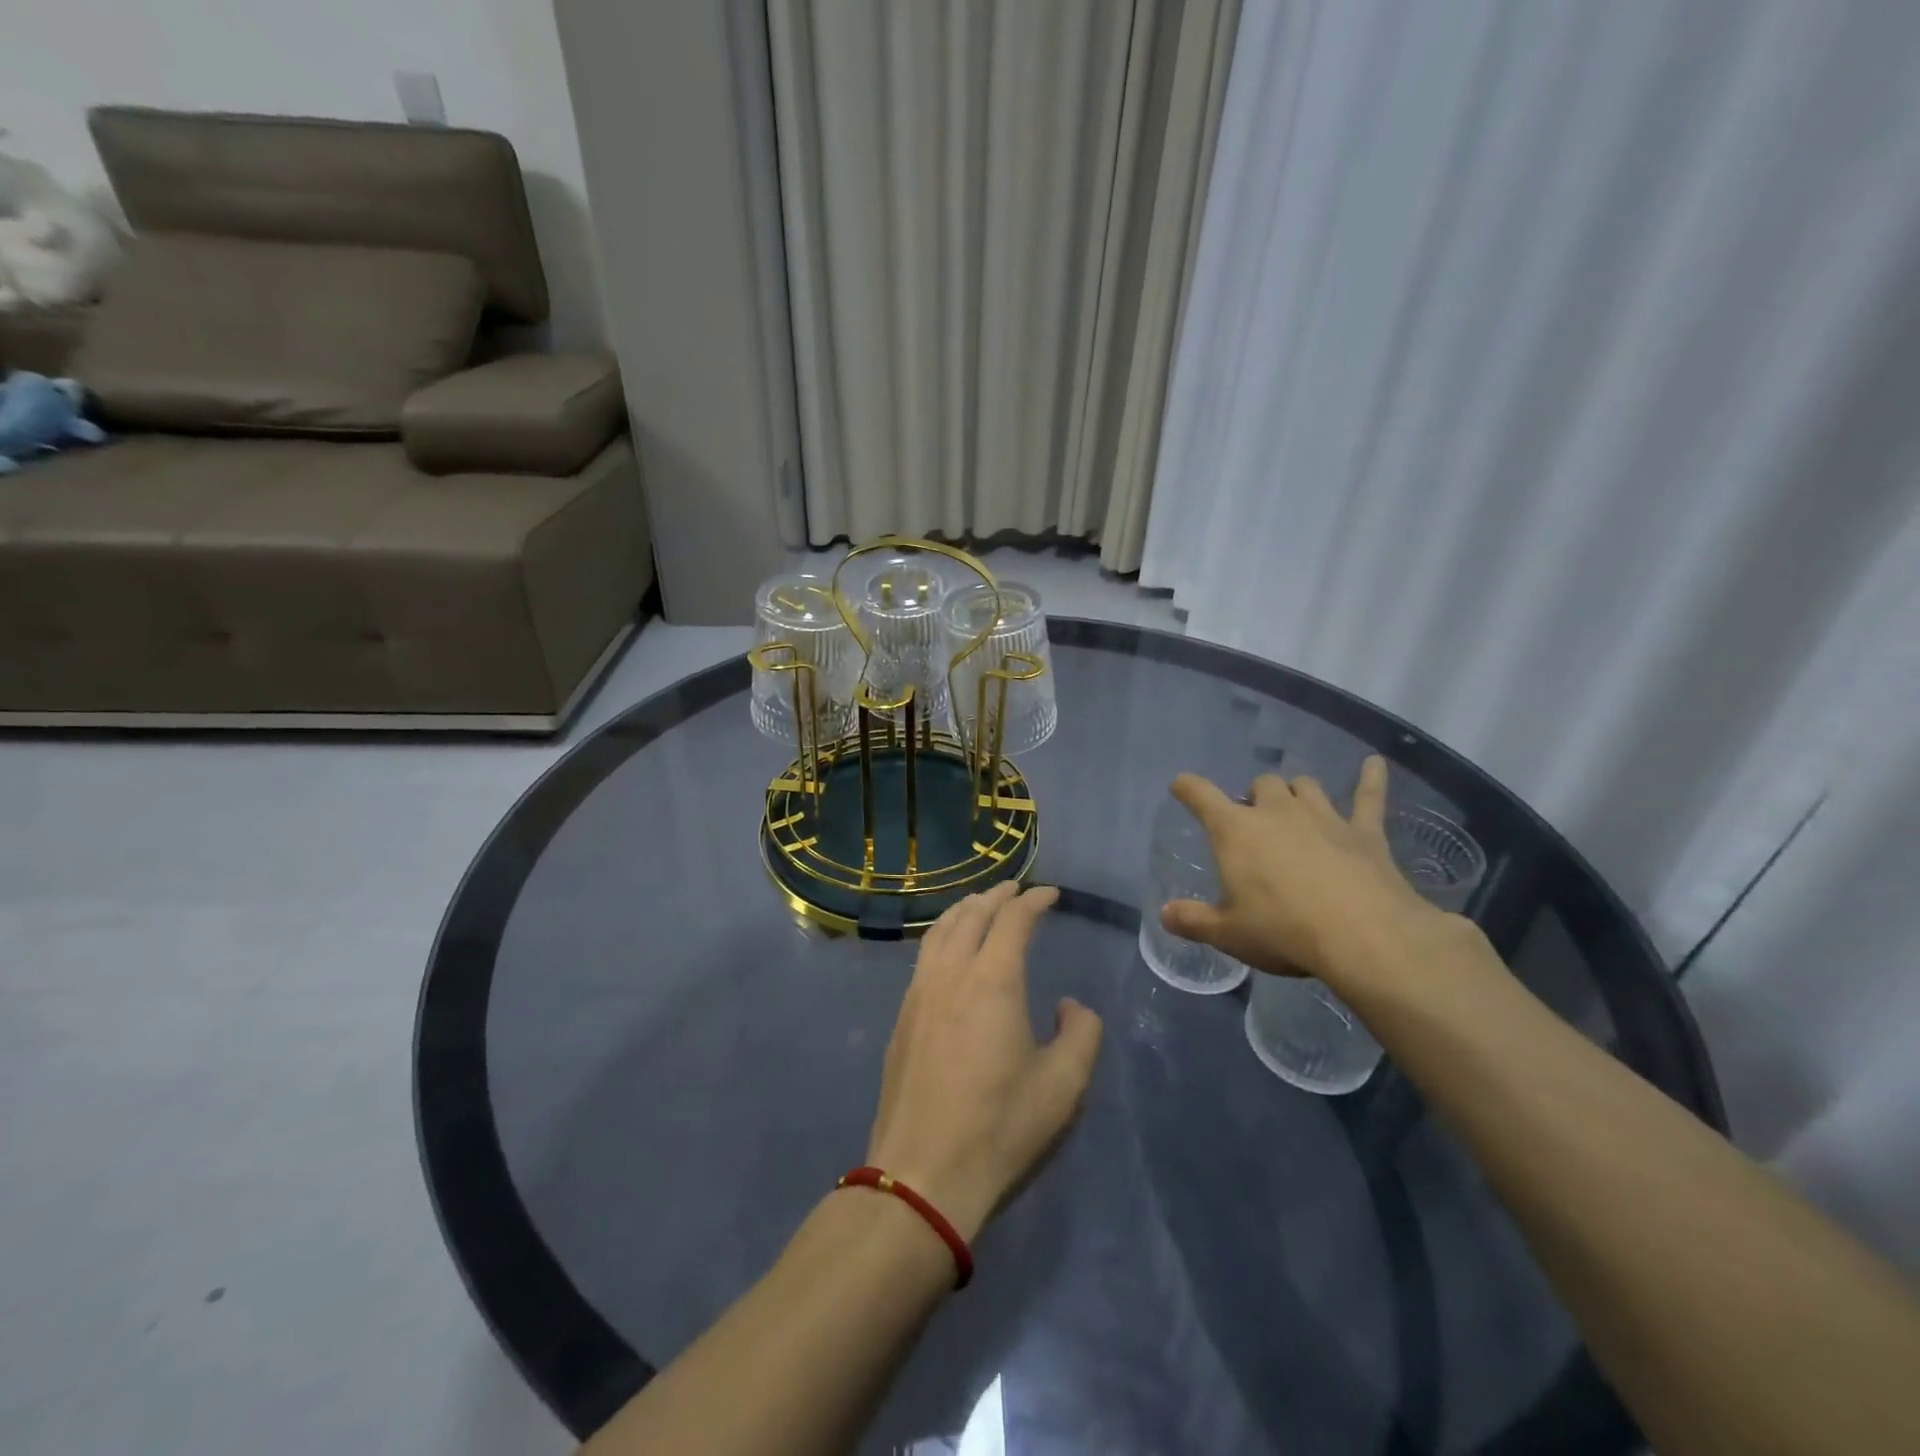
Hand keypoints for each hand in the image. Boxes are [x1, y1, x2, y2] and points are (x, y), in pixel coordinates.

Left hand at [866, 882, 1103, 1242]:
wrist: (922, 1173)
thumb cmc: (1000, 1127)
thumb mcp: (1063, 1085)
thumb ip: (1080, 1033)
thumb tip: (1068, 1005)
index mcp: (992, 980)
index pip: (1013, 920)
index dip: (1034, 900)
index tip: (1051, 894)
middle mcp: (951, 974)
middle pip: (971, 915)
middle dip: (996, 896)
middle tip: (1015, 889)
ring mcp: (919, 994)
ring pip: (940, 932)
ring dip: (964, 911)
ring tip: (979, 906)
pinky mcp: (902, 1019)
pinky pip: (924, 957)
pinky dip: (942, 936)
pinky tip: (948, 951)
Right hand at [1162, 756, 1447, 984]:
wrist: (1364, 937)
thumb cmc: (1284, 931)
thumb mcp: (1228, 933)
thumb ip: (1193, 920)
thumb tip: (1165, 914)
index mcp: (1235, 831)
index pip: (1201, 795)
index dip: (1187, 787)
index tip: (1180, 786)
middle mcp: (1277, 811)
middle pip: (1261, 785)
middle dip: (1254, 796)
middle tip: (1253, 820)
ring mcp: (1323, 817)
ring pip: (1305, 786)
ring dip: (1296, 792)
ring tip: (1295, 806)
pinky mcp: (1364, 832)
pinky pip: (1369, 796)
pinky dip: (1371, 778)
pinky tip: (1374, 763)